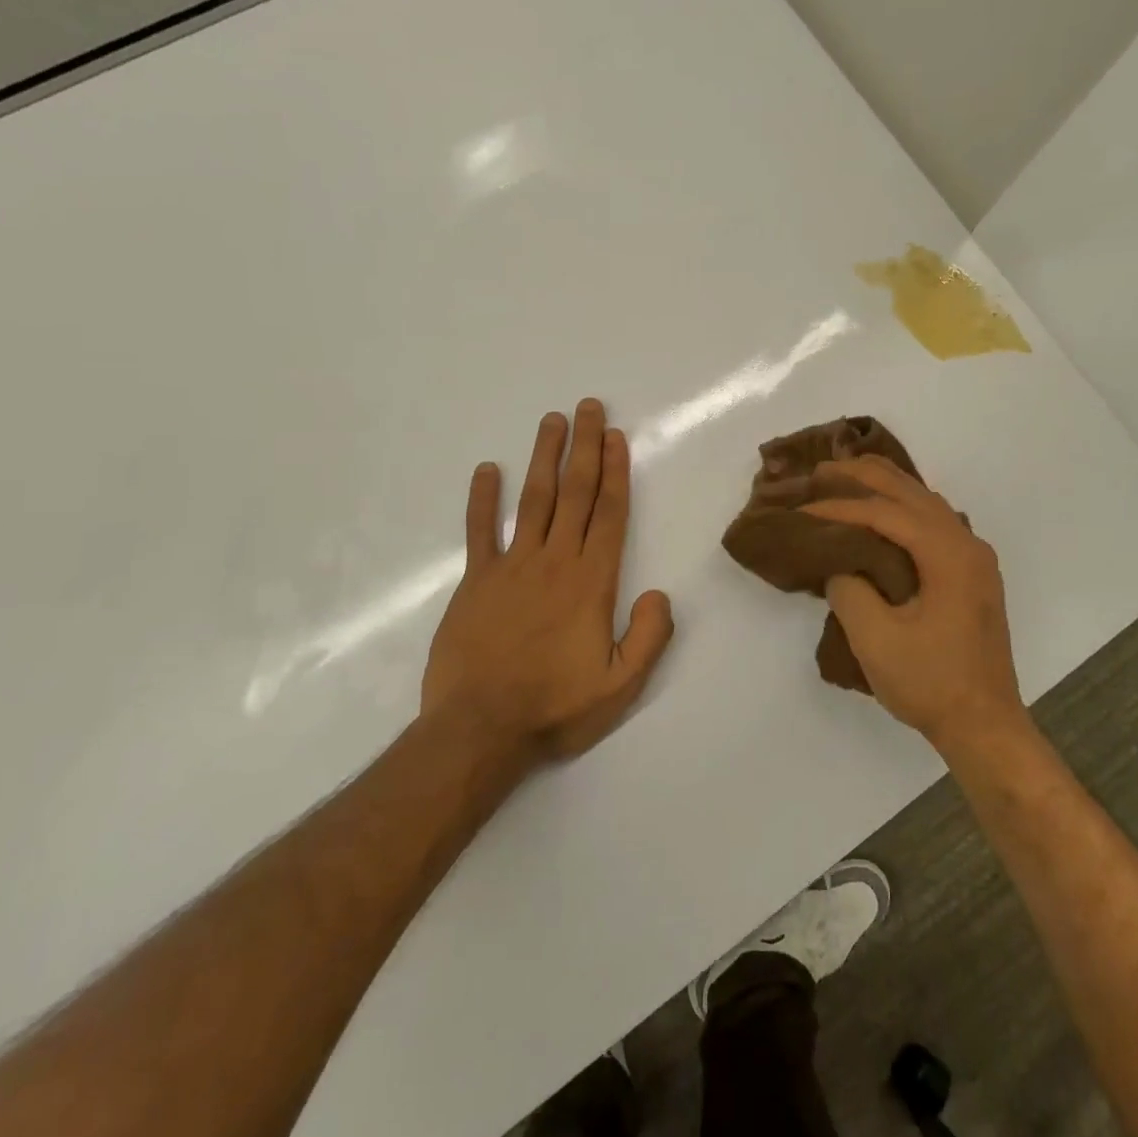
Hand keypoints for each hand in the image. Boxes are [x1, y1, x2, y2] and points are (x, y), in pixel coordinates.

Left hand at [422, 400, 673, 763]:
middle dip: (584, 447)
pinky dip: (482, 500)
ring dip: (544, 458)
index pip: (608, 513)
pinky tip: (486, 470)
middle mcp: (554, 561)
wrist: (480, 729)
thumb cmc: (555, 707)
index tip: (616, 436)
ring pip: (533, 500)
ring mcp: (511, 567)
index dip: (615, 471)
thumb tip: (661, 594)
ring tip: (551, 421)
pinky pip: (480, 531)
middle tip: (588, 407)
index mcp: (591, 582)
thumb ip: (650, 636)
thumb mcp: (621, 685)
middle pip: (574, 493)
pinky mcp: (476, 581)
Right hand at [801, 456, 1025, 754]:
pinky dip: (903, 505)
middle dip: (864, 476)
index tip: (802, 508)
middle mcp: (967, 543)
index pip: (886, 512)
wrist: (985, 725)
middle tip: (821, 468)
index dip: (840, 506)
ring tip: (846, 476)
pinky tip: (883, 509)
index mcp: (948, 554)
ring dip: (885, 486)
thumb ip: (849, 589)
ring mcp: (974, 557)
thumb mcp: (876, 639)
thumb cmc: (931, 684)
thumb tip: (841, 565)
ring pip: (926, 502)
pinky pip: (934, 521)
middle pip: (910, 492)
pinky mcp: (971, 573)